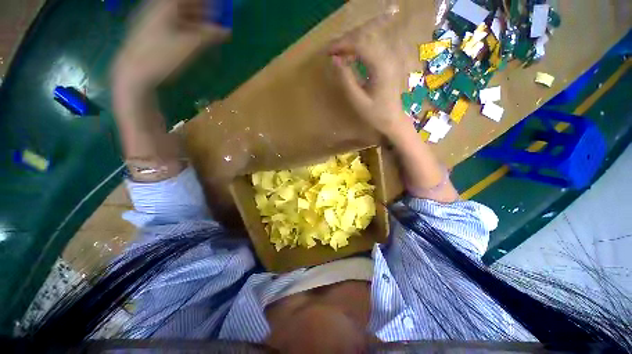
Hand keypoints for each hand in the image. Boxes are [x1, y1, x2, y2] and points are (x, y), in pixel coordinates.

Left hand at [113, 0, 230, 89]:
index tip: (217, 6)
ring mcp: (152, 20)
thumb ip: (209, 35)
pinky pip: (171, 23)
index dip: (203, 1)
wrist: (133, 73)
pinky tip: (194, 35)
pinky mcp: (150, 32)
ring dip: (194, 18)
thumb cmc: (161, 56)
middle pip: (181, 4)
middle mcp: (157, 8)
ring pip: (177, 14)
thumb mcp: (189, 46)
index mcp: (164, 6)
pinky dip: (185, 26)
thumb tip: (226, 31)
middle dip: (200, 9)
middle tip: (216, 17)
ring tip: (209, 28)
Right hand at [329, 14, 408, 137]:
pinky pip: (373, 48)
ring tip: (339, 54)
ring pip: (370, 41)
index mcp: (381, 67)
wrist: (393, 119)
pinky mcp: (389, 63)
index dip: (343, 44)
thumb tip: (334, 60)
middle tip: (332, 52)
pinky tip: (351, 57)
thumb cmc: (375, 113)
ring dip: (352, 45)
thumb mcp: (357, 100)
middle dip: (346, 42)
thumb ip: (346, 79)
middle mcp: (388, 57)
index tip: (329, 52)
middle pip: (366, 38)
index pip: (360, 44)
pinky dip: (360, 50)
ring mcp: (390, 59)